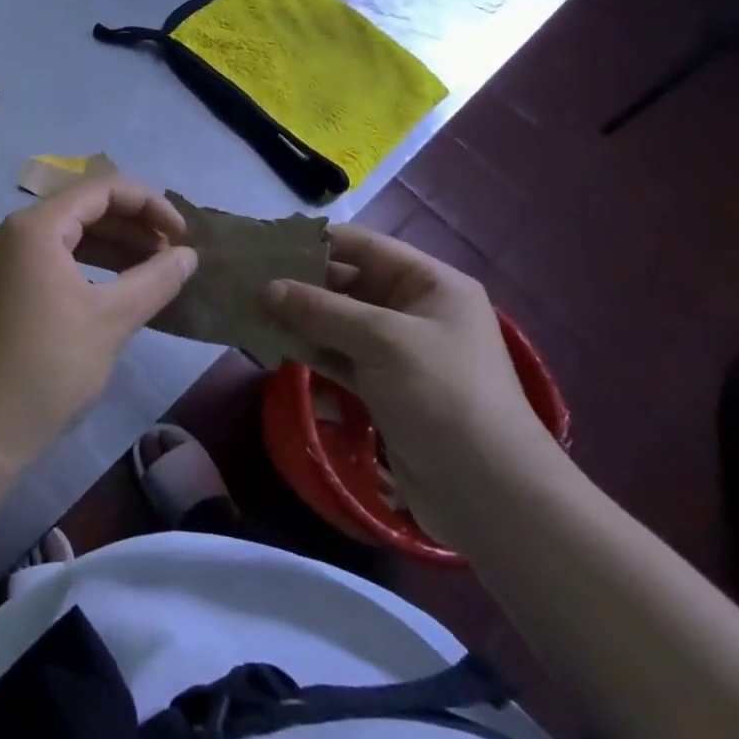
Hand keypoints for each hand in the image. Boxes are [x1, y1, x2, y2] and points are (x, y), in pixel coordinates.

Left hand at [0, 176, 196, 467]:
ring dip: (112, 246)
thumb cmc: (48, 366)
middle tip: (172, 254)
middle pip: (82, 208)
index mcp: (35, 227)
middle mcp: (12, 233)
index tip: (183, 235)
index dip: (149, 204)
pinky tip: (115, 289)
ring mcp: (1, 261)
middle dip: (132, 225)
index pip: (101, 189)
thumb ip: (155, 280)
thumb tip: (189, 255)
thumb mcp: (111, 320)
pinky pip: (50, 260)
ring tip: (152, 270)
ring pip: (67, 236)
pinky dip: (87, 266)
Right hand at [262, 224, 553, 545]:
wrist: (491, 496)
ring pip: (338, 322)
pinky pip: (338, 356)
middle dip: (300, 282)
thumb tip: (266, 288)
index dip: (317, 242)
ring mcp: (398, 352)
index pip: (365, 247)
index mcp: (430, 284)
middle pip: (348, 283)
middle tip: (247, 278)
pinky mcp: (384, 388)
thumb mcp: (382, 340)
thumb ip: (321, 309)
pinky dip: (309, 349)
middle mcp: (414, 311)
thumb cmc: (443, 395)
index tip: (267, 242)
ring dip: (299, 317)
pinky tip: (272, 343)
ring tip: (249, 308)